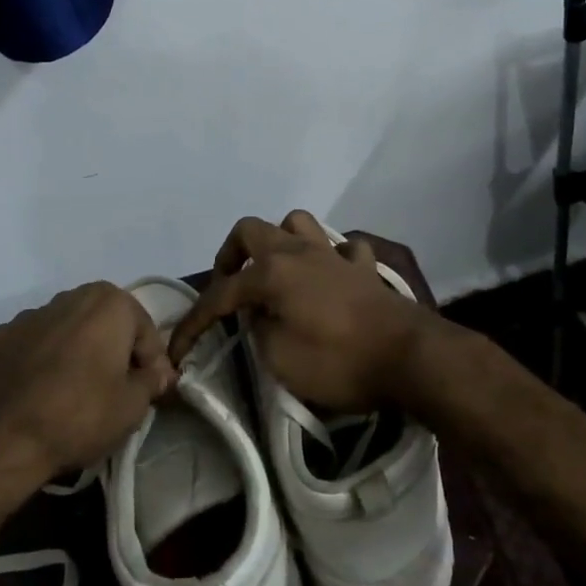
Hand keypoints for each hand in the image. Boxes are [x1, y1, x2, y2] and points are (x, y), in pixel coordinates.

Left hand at [0, 283, 175, 490]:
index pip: (145, 332)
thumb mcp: (133, 406)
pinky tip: (39, 395)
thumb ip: (152, 381)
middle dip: (114, 351)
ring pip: (66, 332)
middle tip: (118, 388)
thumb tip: (158, 373)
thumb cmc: (79, 416)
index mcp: (109, 303)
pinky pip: (31, 348)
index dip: (153, 363)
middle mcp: (69, 297)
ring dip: (76, 354)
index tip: (153, 391)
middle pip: (105, 323)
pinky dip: (40, 364)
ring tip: (76, 394)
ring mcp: (27, 317)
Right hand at [167, 211, 454, 412]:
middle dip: (231, 256)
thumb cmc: (338, 361)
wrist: (407, 356)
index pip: (221, 293)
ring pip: (298, 224)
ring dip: (280, 242)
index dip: (194, 322)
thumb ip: (258, 332)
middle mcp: (298, 251)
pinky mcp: (363, 268)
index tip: (177, 349)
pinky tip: (327, 278)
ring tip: (275, 272)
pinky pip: (341, 249)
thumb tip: (256, 317)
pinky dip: (329, 258)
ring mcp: (333, 254)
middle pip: (251, 231)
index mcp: (272, 272)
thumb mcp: (280, 360)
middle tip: (229, 288)